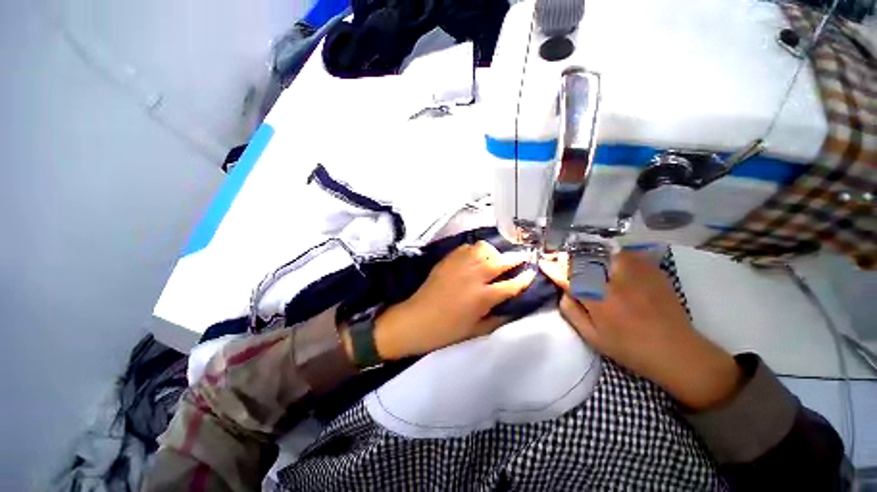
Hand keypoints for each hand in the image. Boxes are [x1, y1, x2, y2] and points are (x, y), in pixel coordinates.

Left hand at [368, 241, 535, 359]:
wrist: (416, 320)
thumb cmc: (446, 330)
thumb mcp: (476, 331)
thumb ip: (498, 319)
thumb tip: (513, 308)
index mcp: (483, 297)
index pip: (512, 284)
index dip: (525, 278)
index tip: (531, 272)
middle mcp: (474, 276)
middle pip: (501, 261)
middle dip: (515, 258)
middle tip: (521, 258)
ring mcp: (459, 265)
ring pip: (483, 248)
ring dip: (494, 252)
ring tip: (495, 258)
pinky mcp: (447, 260)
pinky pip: (466, 248)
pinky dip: (475, 250)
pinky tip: (476, 257)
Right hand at [539, 251, 740, 410]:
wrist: (678, 352)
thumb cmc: (629, 348)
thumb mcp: (593, 337)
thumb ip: (572, 313)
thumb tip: (564, 292)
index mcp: (599, 301)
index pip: (569, 277)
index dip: (554, 268)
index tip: (544, 262)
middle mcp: (616, 282)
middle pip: (586, 259)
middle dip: (571, 258)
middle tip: (564, 261)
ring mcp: (637, 274)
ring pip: (607, 252)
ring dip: (592, 254)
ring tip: (588, 261)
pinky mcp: (653, 271)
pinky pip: (628, 253)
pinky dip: (615, 254)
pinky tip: (613, 262)